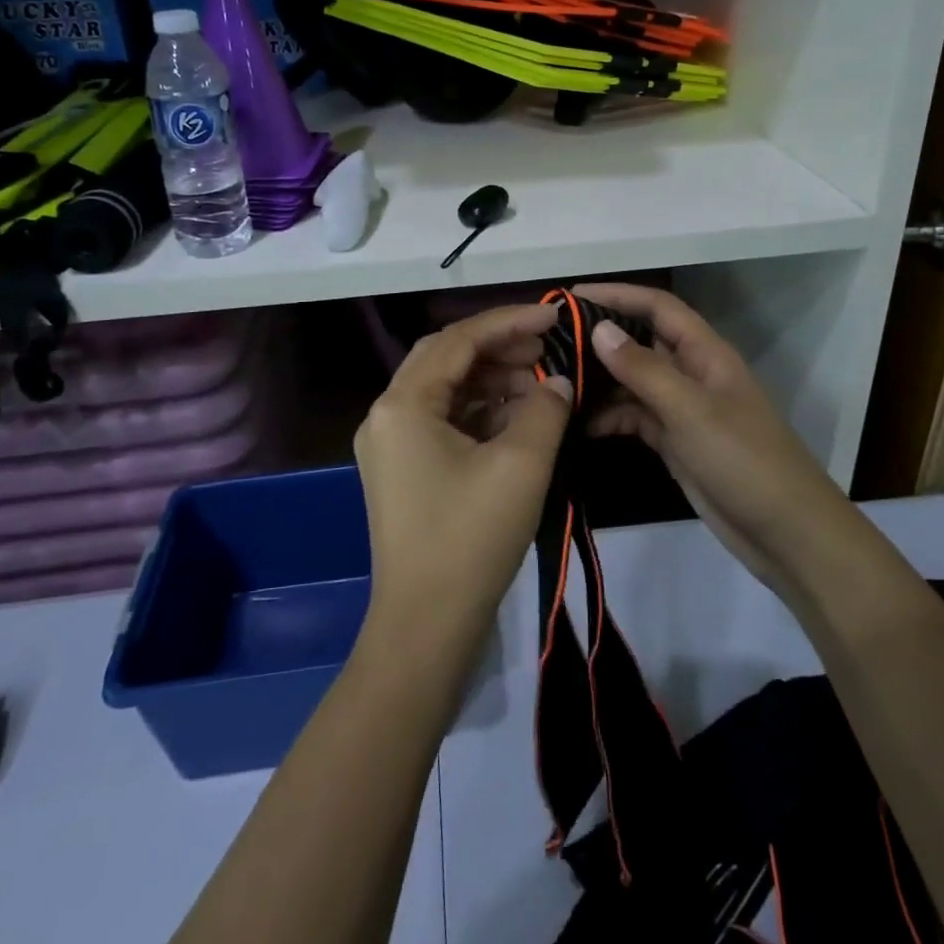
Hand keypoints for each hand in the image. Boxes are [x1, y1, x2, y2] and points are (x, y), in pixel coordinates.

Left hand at [352, 303, 573, 665]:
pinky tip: (516, 416)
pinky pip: (442, 420)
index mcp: (403, 404)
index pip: (459, 340)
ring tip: (539, 382)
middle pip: (445, 358)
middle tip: (546, 349)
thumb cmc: (470, 539)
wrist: (426, 627)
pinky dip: (479, 411)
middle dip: (497, 347)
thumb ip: (545, 408)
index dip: (509, 321)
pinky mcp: (402, 470)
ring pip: (444, 389)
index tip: (553, 316)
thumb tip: (557, 382)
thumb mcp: (521, 465)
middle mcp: (386, 414)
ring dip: (490, 379)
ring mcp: (391, 444)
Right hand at [573, 283, 857, 599]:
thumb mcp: (690, 409)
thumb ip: (643, 369)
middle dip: (600, 338)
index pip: (657, 307)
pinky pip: (635, 417)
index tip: (571, 296)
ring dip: (600, 381)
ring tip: (554, 385)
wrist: (785, 532)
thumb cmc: (742, 459)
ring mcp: (683, 409)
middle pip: (641, 342)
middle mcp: (691, 373)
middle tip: (550, 343)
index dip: (618, 294)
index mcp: (704, 353)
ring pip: (633, 382)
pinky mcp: (675, 441)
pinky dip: (609, 417)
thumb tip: (598, 328)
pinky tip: (579, 426)